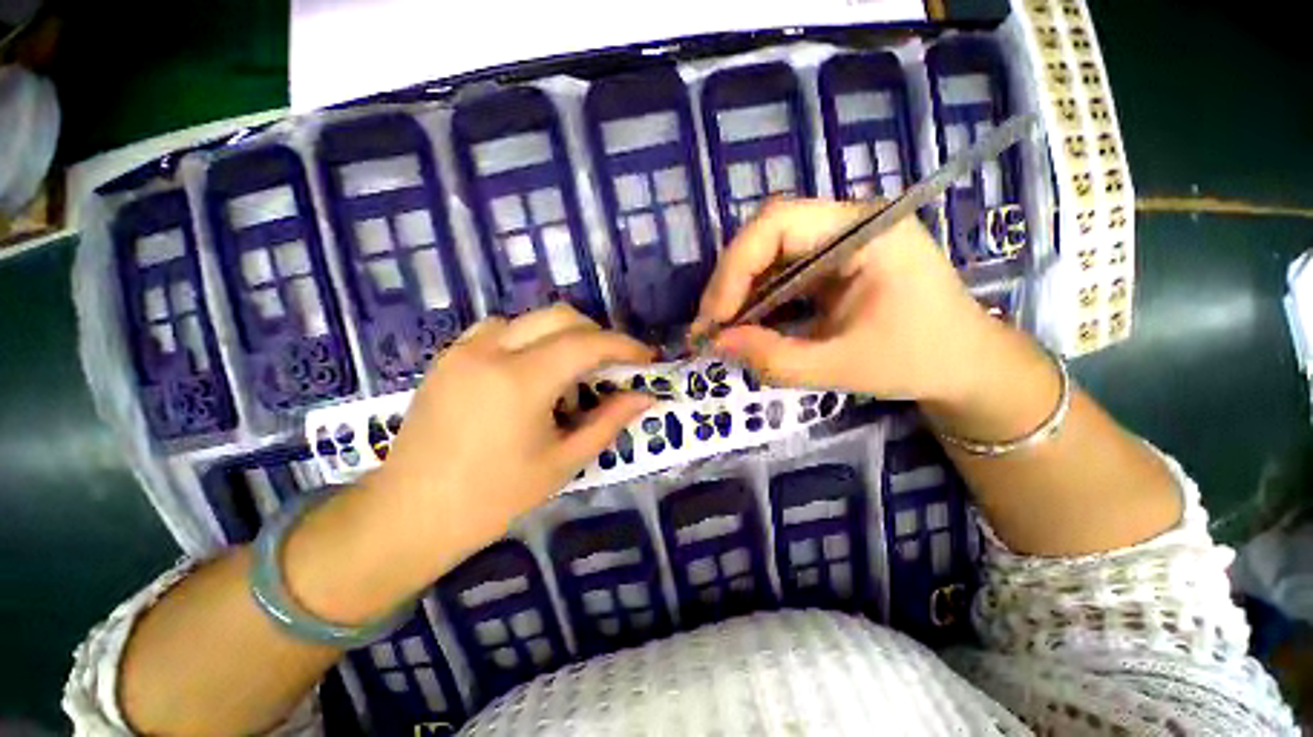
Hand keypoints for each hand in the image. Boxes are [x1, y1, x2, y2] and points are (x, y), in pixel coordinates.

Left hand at [362, 305, 654, 574]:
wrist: (408, 514)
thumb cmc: (492, 498)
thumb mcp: (562, 462)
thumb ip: (608, 422)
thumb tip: (645, 397)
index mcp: (520, 381)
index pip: (586, 344)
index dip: (624, 346)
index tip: (646, 358)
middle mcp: (491, 351)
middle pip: (560, 316)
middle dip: (596, 335)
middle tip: (612, 366)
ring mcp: (464, 349)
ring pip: (531, 319)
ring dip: (562, 336)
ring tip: (571, 373)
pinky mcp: (449, 357)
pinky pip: (501, 329)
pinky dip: (529, 340)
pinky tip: (530, 372)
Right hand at [694, 199, 1005, 402]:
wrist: (963, 364)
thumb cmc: (917, 361)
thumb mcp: (842, 367)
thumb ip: (775, 358)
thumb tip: (715, 344)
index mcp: (867, 231)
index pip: (779, 222)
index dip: (735, 267)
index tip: (715, 318)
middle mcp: (849, 222)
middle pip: (767, 234)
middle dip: (731, 282)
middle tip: (710, 327)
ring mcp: (839, 240)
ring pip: (768, 253)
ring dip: (739, 292)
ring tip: (720, 330)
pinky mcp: (831, 262)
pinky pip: (780, 271)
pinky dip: (756, 298)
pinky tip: (746, 324)